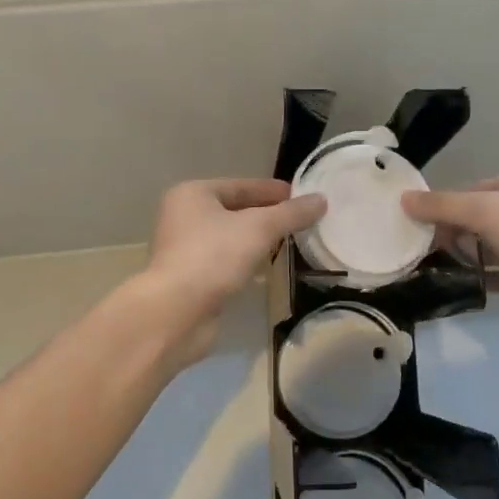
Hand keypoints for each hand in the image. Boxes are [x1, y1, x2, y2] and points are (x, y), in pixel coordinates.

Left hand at [135, 178, 325, 368]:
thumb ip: (291, 213)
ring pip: (230, 238)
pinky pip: (225, 262)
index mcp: (193, 194)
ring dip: (256, 240)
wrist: (176, 312)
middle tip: (300, 220)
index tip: (302, 196)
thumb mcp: (259, 228)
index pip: (240, 185)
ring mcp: (185, 249)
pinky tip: (266, 269)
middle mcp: (184, 217)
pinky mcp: (190, 278)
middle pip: (234, 210)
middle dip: (267, 215)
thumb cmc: (214, 256)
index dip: (272, 190)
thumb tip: (321, 200)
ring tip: (289, 242)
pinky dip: (245, 262)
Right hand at [403, 170, 498, 340]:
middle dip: (449, 232)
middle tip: (419, 250)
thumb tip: (403, 199)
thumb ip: (443, 205)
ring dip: (462, 256)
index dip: (441, 205)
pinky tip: (455, 286)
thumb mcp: (487, 211)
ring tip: (429, 268)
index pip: (470, 189)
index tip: (412, 225)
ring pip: (486, 247)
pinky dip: (478, 277)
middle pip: (476, 218)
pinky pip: (498, 274)